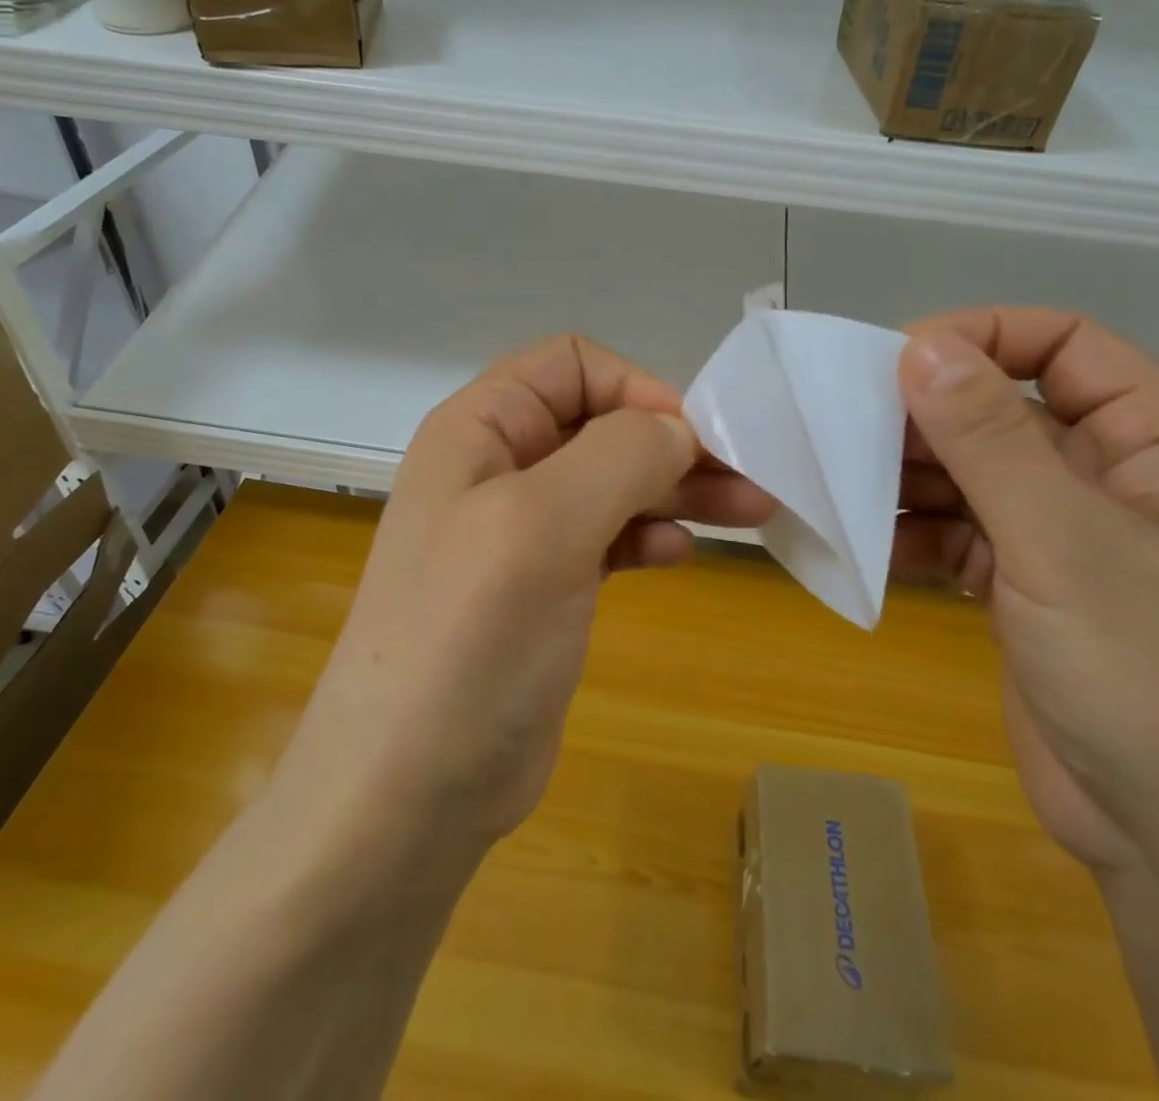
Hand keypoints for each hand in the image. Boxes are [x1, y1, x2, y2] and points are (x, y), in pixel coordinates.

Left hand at [271, 335, 772, 860]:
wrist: (407, 793)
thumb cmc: (470, 639)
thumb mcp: (543, 525)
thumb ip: (618, 456)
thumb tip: (678, 431)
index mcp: (480, 430)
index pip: (571, 366)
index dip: (635, 388)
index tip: (692, 439)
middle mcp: (497, 468)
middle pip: (601, 424)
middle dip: (674, 444)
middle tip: (751, 477)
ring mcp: (519, 532)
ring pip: (612, 481)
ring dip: (676, 489)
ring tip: (748, 512)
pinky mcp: (543, 588)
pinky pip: (607, 536)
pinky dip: (648, 535)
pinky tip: (678, 557)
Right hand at [891, 308, 1158, 904]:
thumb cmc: (1157, 676)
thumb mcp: (1064, 542)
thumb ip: (988, 437)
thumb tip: (920, 344)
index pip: (1064, 344)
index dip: (980, 337)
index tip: (895, 362)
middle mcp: (1120, 476)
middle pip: (1008, 410)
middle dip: (930, 418)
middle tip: (847, 429)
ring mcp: (1074, 536)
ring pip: (977, 473)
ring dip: (913, 478)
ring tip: (845, 486)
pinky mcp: (1035, 589)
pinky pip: (965, 534)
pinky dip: (919, 533)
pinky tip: (872, 543)